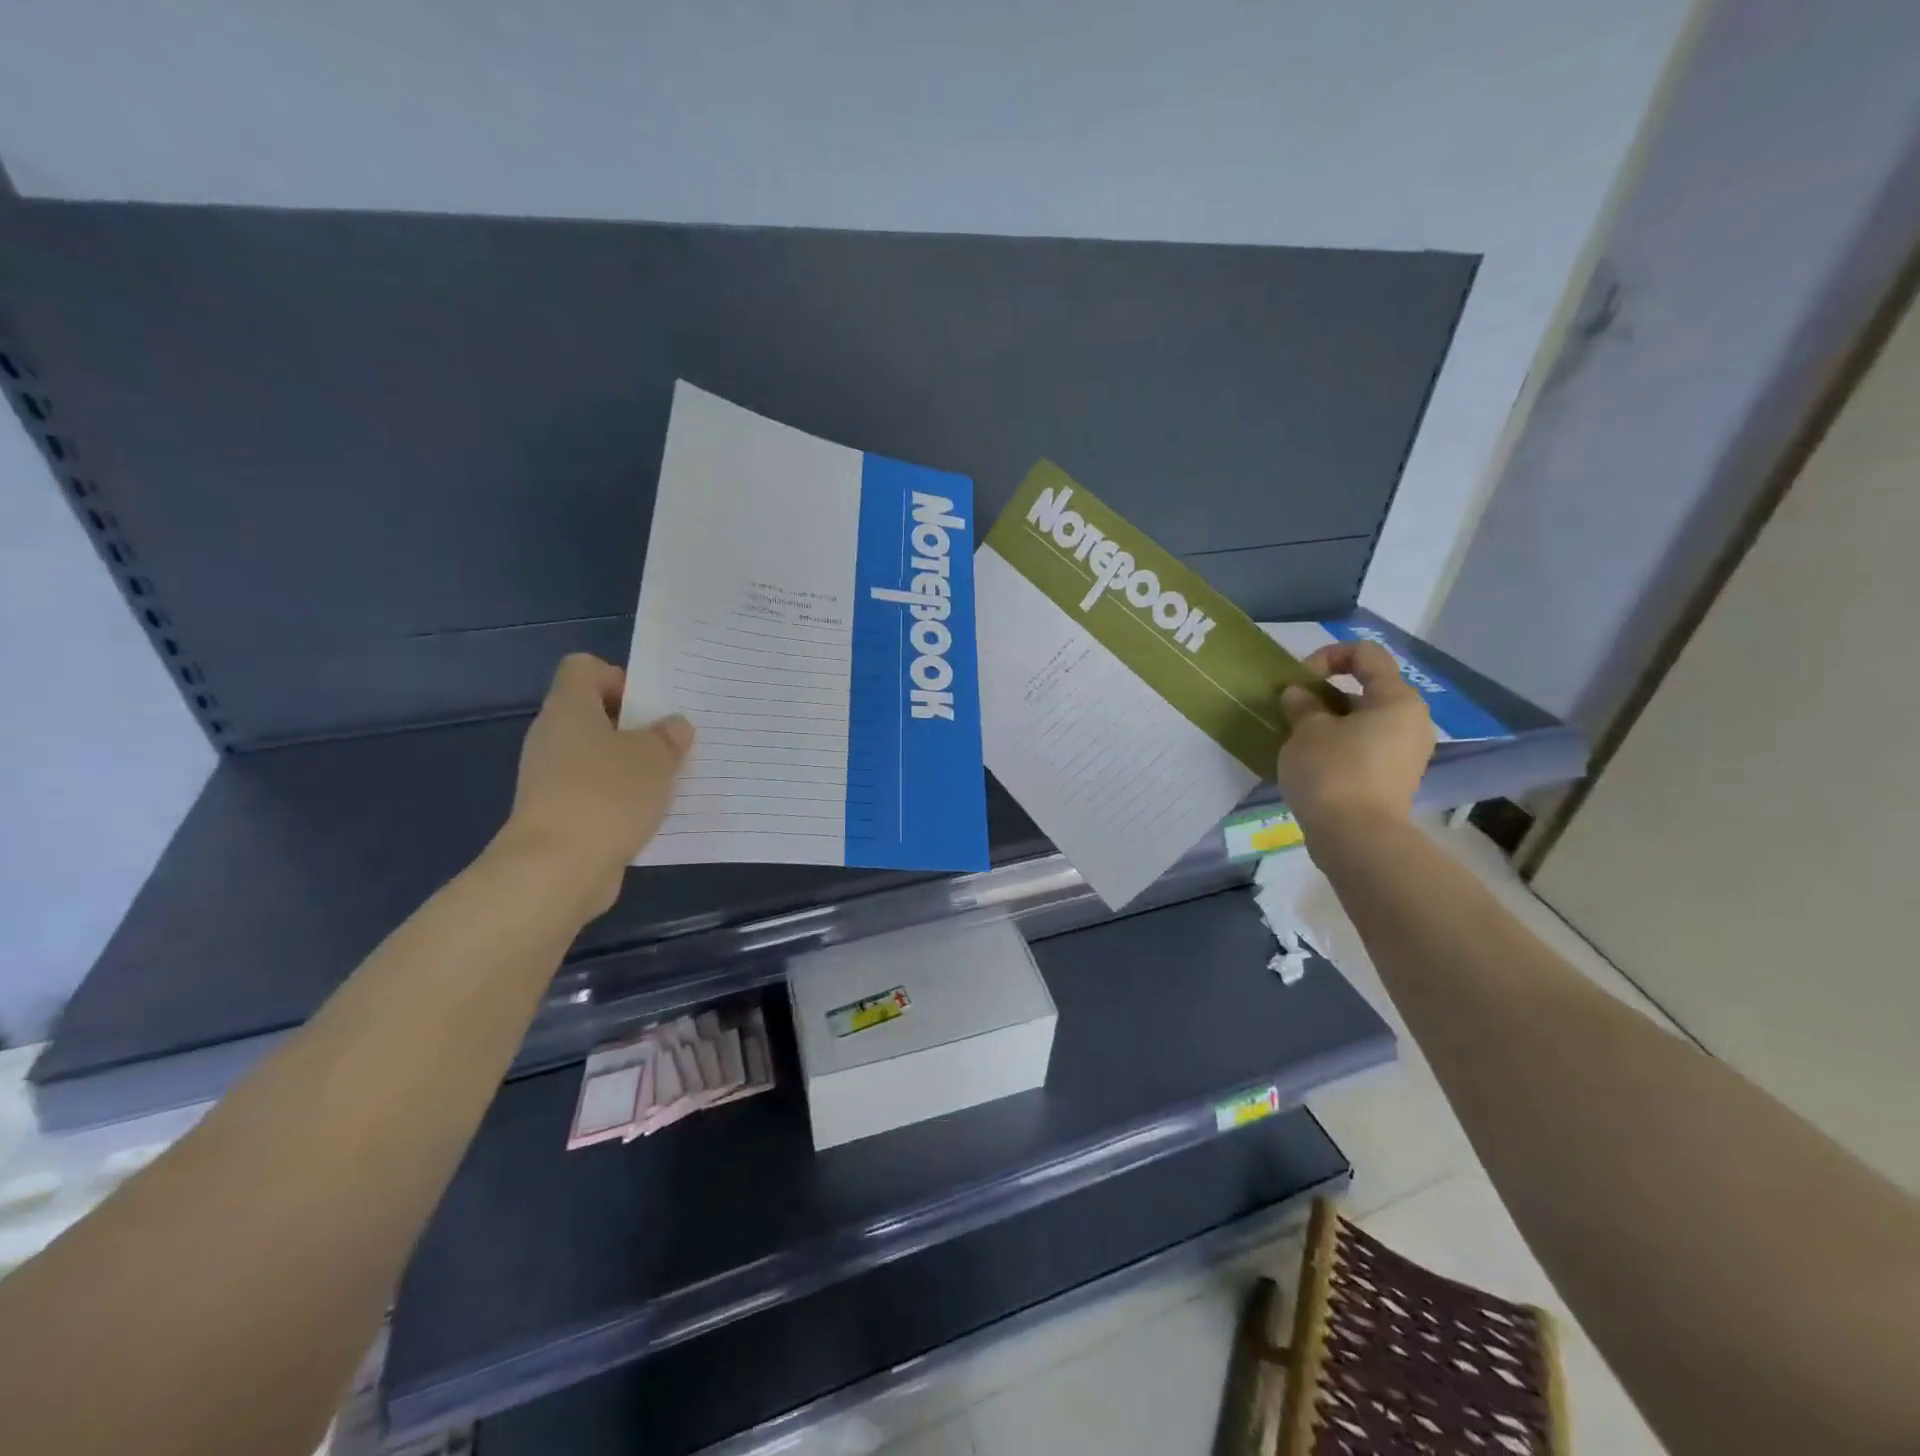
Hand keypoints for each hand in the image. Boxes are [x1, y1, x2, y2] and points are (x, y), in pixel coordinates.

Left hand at [500, 654, 693, 917]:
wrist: (557, 869)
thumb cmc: (607, 796)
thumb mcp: (656, 758)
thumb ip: (669, 736)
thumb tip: (672, 726)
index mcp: (570, 708)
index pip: (584, 668)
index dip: (619, 678)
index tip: (649, 708)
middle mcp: (553, 736)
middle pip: (594, 714)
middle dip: (635, 728)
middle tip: (672, 745)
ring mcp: (550, 778)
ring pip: (597, 757)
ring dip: (631, 766)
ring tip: (668, 782)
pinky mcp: (557, 814)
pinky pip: (595, 793)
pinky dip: (620, 799)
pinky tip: (649, 815)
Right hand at [1276, 641, 1434, 834]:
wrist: (1356, 838)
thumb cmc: (1332, 771)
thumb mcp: (1306, 731)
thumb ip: (1302, 705)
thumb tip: (1299, 695)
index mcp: (1397, 698)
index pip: (1366, 654)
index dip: (1328, 656)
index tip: (1300, 680)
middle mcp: (1412, 720)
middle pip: (1368, 688)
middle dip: (1327, 694)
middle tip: (1295, 710)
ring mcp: (1407, 752)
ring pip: (1366, 720)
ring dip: (1331, 721)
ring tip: (1300, 737)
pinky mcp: (1395, 778)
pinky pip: (1366, 746)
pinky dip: (1341, 744)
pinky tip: (1314, 762)